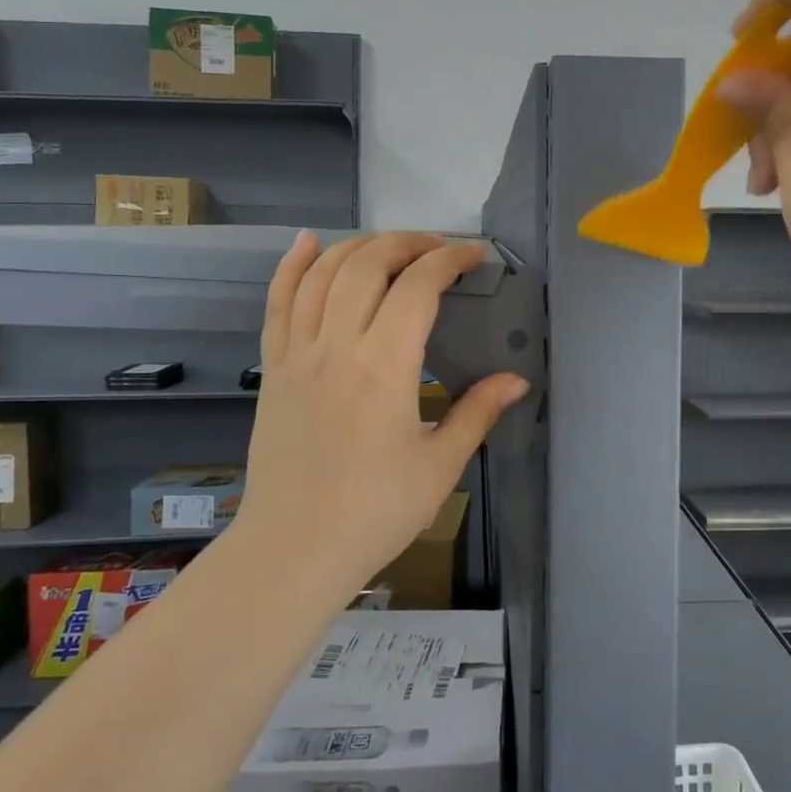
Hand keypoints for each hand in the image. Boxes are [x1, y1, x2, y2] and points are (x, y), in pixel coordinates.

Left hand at [231, 231, 529, 604]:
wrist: (294, 549)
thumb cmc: (375, 511)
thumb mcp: (440, 465)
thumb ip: (478, 412)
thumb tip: (517, 379)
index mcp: (386, 366)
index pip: (418, 287)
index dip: (448, 260)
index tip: (474, 256)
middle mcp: (338, 346)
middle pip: (368, 265)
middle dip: (407, 243)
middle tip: (437, 249)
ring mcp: (298, 354)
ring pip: (323, 274)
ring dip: (358, 246)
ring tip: (389, 245)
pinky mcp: (273, 368)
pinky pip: (277, 303)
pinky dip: (292, 266)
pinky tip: (307, 242)